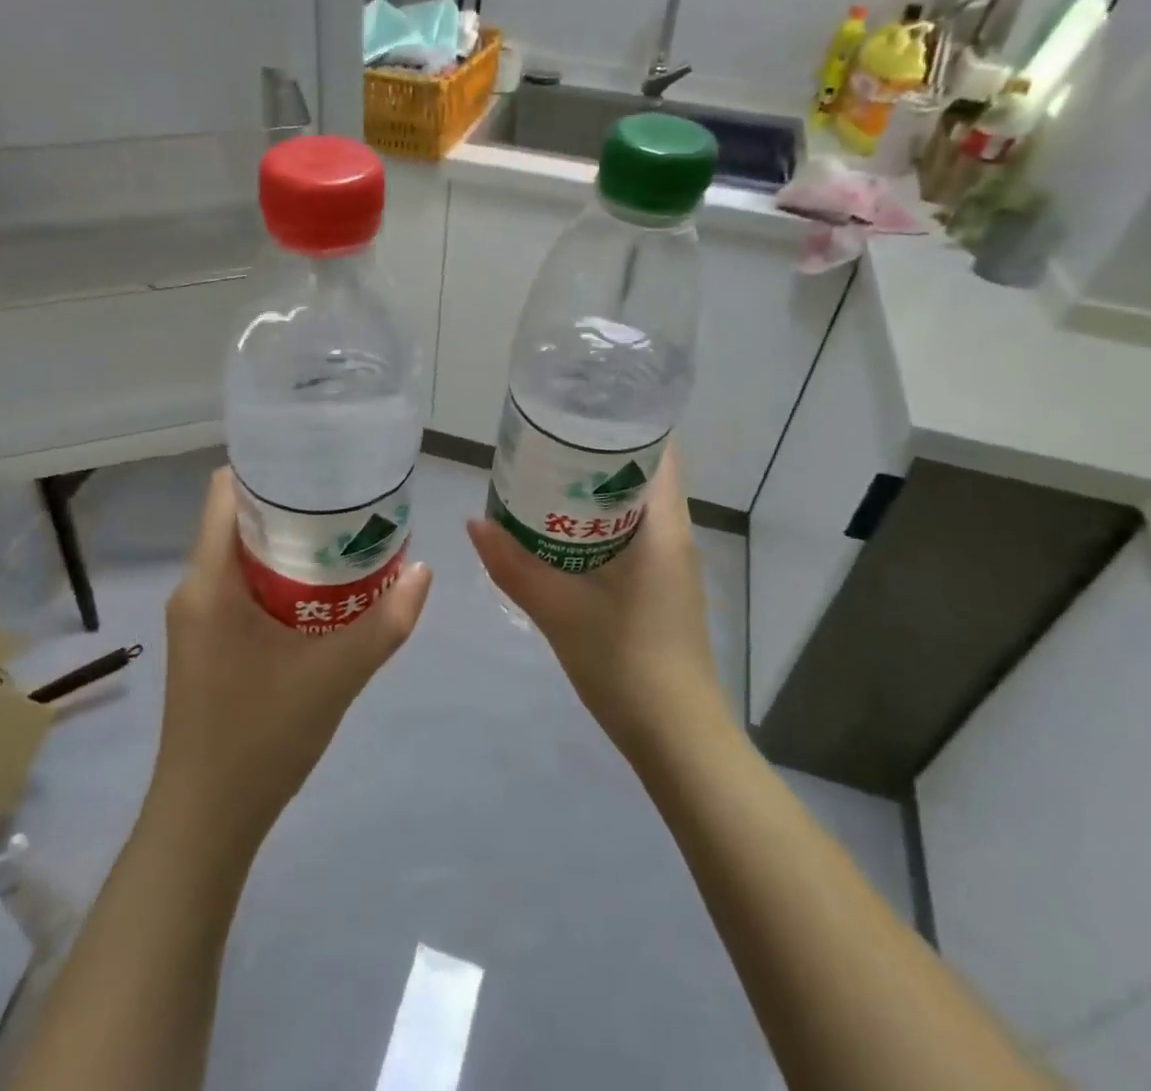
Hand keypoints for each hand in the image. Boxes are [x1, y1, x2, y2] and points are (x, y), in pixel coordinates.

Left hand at [147, 468, 431, 847]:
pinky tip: (324, 590)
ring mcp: (199, 617)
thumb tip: (425, 570)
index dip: (270, 468)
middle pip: (240, 519)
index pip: (226, 491)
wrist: (207, 821)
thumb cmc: (260, 737)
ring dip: (290, 544)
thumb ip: (386, 622)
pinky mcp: (208, 641)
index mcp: (209, 581)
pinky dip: (281, 576)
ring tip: (346, 537)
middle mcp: (196, 588)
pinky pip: (243, 586)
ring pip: (243, 555)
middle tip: (350, 501)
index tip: (321, 465)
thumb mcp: (336, 676)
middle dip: (294, 506)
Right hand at [467, 447, 723, 755]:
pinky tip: (559, 536)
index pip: (658, 450)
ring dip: (593, 493)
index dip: (621, 424)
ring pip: (633, 508)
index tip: (576, 412)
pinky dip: (597, 526)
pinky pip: (629, 537)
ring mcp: (671, 564)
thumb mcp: (560, 610)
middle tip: (543, 445)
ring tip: (543, 481)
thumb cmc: (627, 663)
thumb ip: (513, 565)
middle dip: (594, 456)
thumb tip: (473, 522)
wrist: (677, 739)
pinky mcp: (661, 588)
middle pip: (640, 474)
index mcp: (663, 526)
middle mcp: (674, 535)